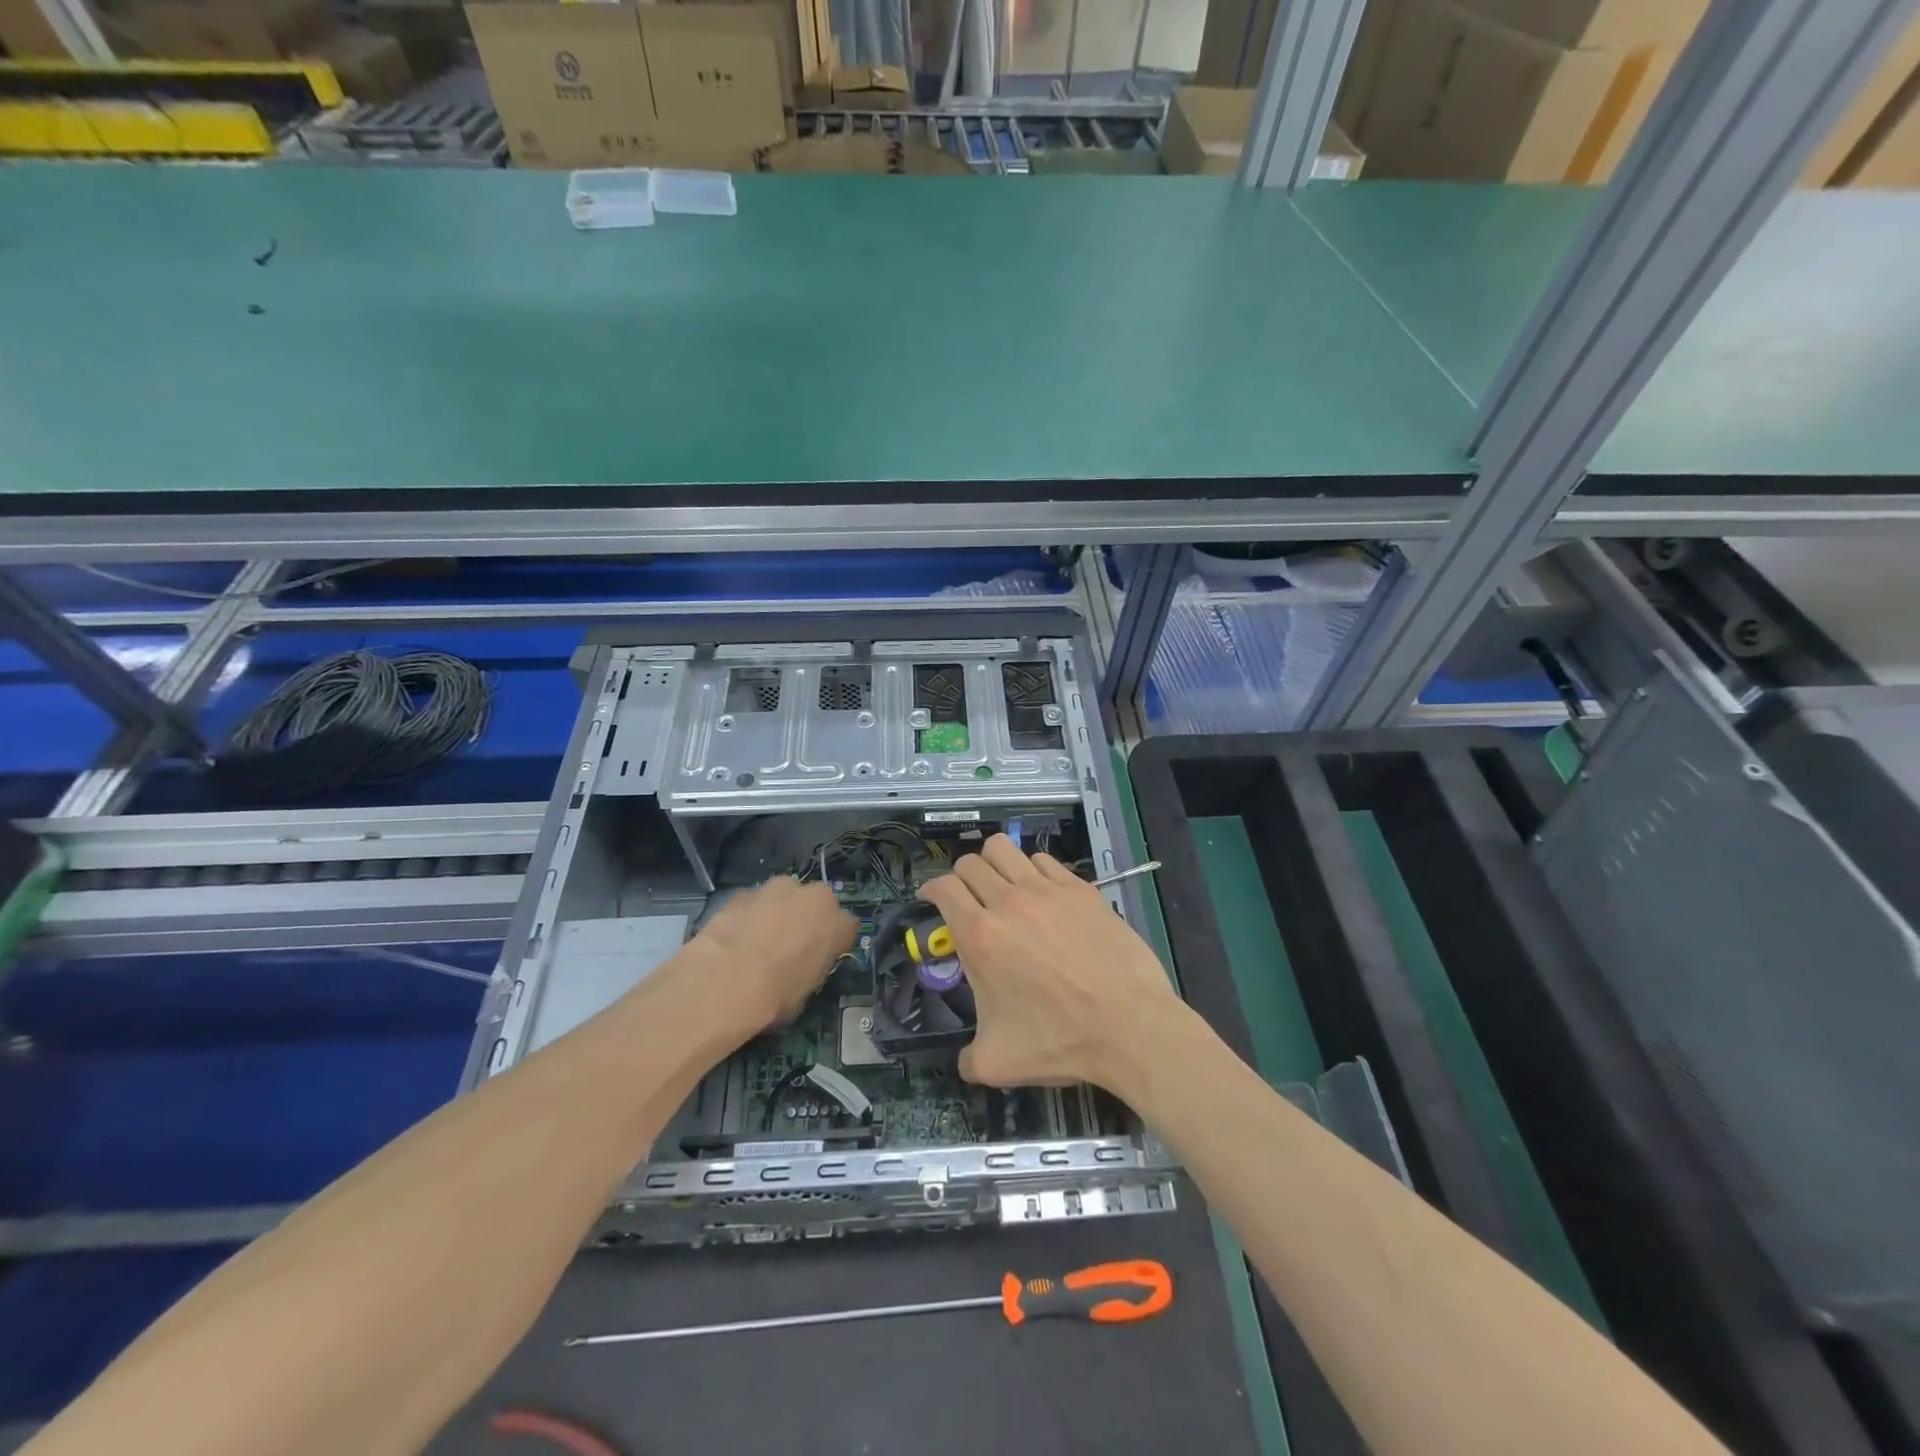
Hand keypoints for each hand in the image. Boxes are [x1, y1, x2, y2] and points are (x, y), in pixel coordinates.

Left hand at [690, 877, 855, 1032]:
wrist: (725, 981)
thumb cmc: (775, 995)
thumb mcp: (806, 991)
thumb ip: (812, 968)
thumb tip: (802, 966)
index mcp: (838, 924)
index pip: (846, 927)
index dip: (832, 942)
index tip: (820, 956)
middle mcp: (815, 897)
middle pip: (818, 903)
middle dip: (808, 918)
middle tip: (791, 943)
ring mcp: (778, 888)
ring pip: (786, 895)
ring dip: (779, 910)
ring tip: (760, 937)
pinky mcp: (746, 890)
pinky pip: (755, 901)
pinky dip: (750, 913)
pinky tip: (736, 935)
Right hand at [919, 835, 1184, 1094]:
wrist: (1130, 1026)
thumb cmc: (1060, 1041)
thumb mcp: (997, 1063)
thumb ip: (967, 1058)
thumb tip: (964, 1061)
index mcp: (981, 936)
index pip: (943, 888)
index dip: (930, 890)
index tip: (932, 900)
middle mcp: (1009, 902)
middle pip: (970, 862)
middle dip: (961, 877)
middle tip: (968, 899)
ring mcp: (1048, 890)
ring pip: (1005, 848)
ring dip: (994, 863)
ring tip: (1001, 886)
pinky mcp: (1081, 889)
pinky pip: (1044, 861)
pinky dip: (1033, 870)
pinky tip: (1041, 893)